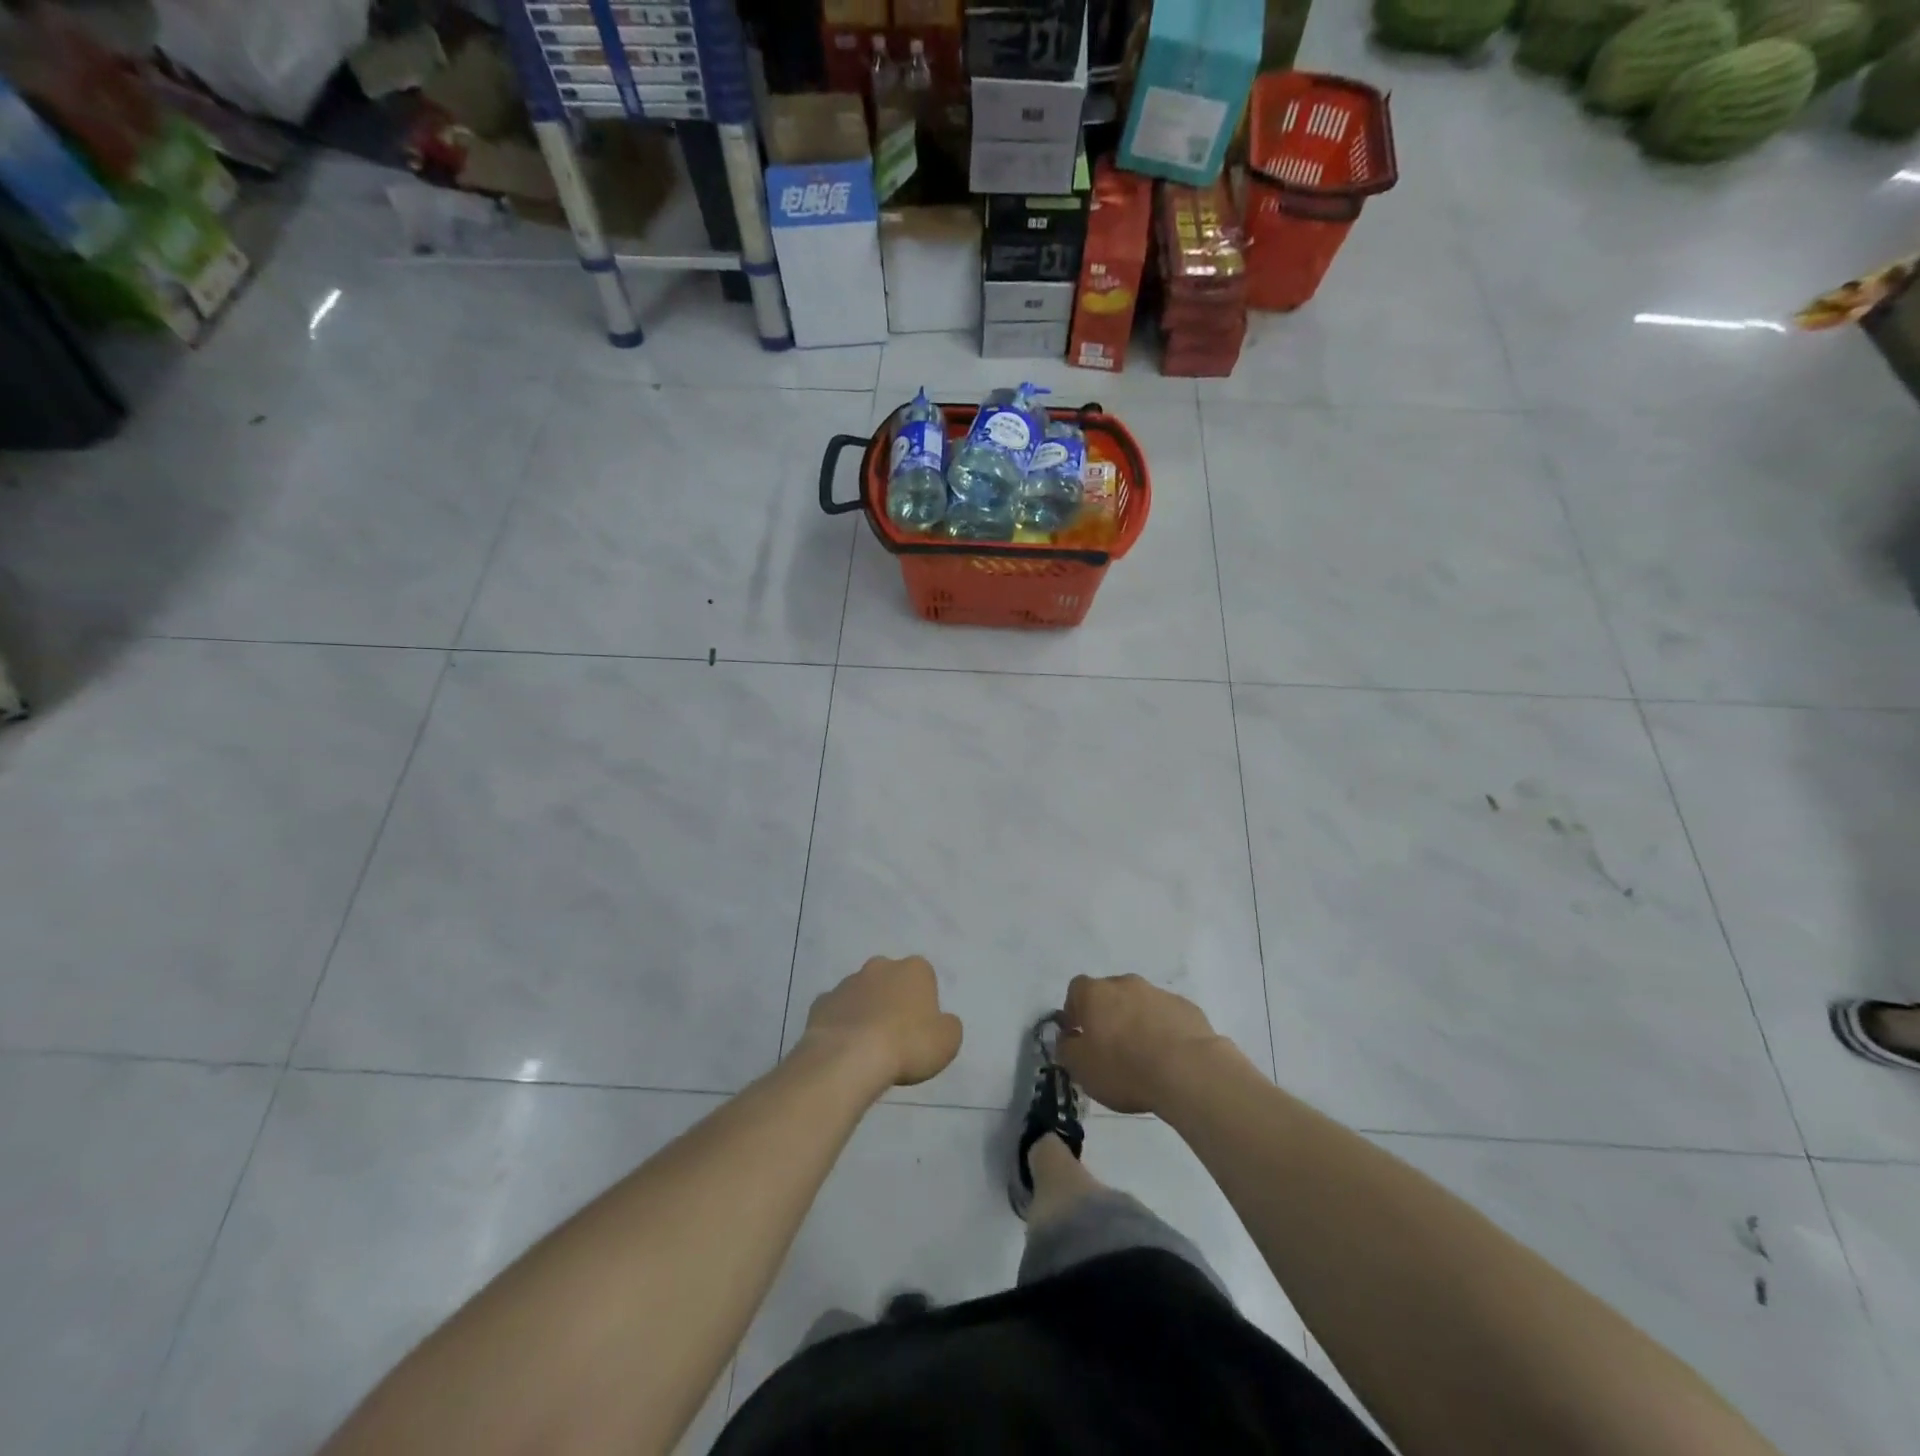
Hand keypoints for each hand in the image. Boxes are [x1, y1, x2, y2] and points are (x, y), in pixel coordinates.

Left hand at [801, 956, 962, 1090]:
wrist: (850, 1057)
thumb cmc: (908, 1044)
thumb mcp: (948, 1040)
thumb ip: (948, 1026)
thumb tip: (940, 1022)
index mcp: (914, 968)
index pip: (924, 978)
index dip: (924, 1003)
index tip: (921, 1028)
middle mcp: (880, 966)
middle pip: (890, 980)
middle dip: (892, 1000)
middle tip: (896, 1036)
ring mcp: (847, 982)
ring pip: (861, 994)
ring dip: (866, 1012)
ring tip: (868, 1048)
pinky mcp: (821, 1002)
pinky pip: (836, 1012)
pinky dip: (841, 1025)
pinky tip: (844, 1049)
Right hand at [1055, 974, 1230, 1113]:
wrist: (1187, 1070)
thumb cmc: (1124, 1067)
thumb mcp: (1081, 1068)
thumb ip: (1067, 1049)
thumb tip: (1068, 1038)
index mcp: (1095, 993)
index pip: (1076, 990)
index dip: (1075, 1011)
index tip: (1078, 1035)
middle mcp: (1126, 984)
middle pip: (1110, 994)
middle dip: (1108, 1015)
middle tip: (1110, 1047)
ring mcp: (1159, 993)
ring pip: (1140, 1004)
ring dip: (1137, 1022)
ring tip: (1144, 1057)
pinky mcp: (1186, 1008)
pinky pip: (1167, 1016)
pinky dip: (1163, 1030)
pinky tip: (1169, 1057)